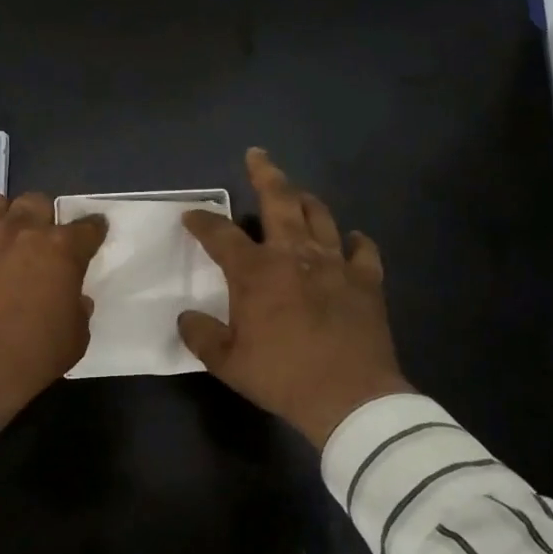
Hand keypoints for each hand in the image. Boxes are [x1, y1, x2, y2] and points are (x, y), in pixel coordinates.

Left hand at [0, 192, 107, 426]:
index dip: (93, 230)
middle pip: (36, 202)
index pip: (87, 227)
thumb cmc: (29, 358)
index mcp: (60, 249)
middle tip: (38, 243)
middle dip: (41, 218)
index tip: (93, 234)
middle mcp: (19, 230)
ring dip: (0, 219)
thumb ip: (78, 309)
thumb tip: (74, 297)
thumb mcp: (74, 340)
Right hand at [179, 149, 411, 446]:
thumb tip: (186, 317)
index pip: (221, 235)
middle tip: (257, 156)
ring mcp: (335, 264)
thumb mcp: (227, 363)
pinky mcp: (367, 281)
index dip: (202, 221)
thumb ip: (201, 336)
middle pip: (279, 201)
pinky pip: (363, 250)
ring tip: (298, 193)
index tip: (191, 215)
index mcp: (256, 272)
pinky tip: (352, 239)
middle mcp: (294, 255)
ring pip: (321, 216)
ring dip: (306, 200)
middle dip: (265, 174)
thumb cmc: (282, 376)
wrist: (350, 397)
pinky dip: (355, 241)